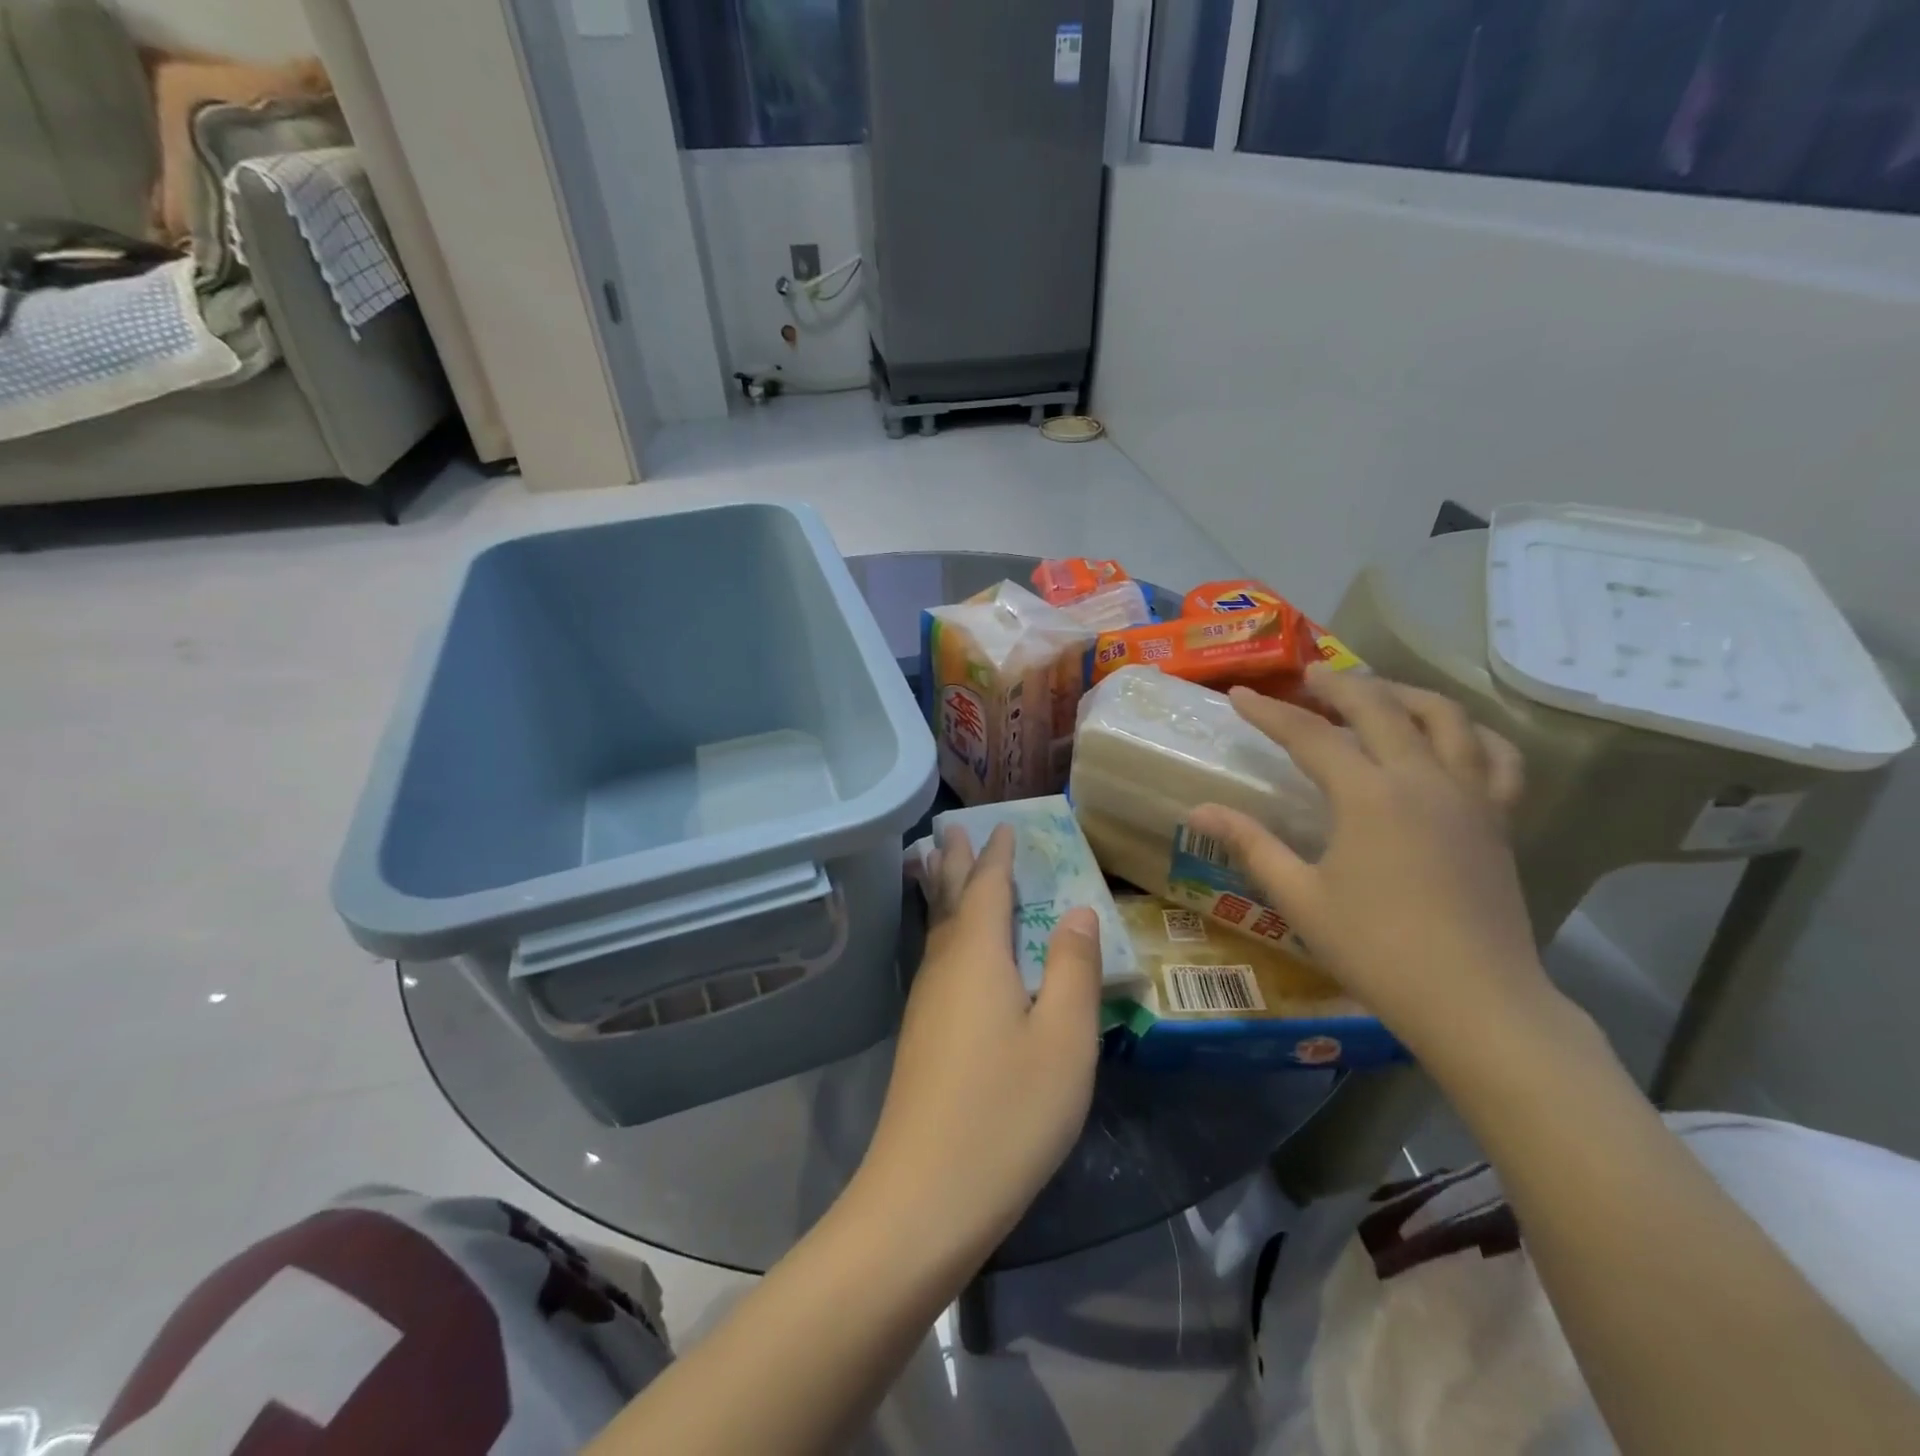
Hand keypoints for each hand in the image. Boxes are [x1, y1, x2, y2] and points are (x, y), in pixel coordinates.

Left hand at [857, 826, 1103, 1261]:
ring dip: (944, 894)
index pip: (987, 888)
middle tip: (952, 829)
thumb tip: (1079, 911)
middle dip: (955, 863)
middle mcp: (944, 968)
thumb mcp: (1064, 1040)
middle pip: (949, 900)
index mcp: (978, 956)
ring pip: (936, 931)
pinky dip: (945, 932)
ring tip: (941, 869)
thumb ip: (1074, 969)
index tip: (1000, 826)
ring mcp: (926, 1004)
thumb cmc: (1007, 1112)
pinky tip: (951, 950)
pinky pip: (936, 959)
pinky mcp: (921, 1037)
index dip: (996, 856)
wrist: (925, 1197)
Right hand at [1187, 669, 1548, 1060]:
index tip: (1238, 695)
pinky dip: (1471, 732)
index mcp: (1368, 795)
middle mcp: (1422, 778)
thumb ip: (1250, 844)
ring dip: (1403, 693)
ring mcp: (1469, 794)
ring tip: (1375, 691)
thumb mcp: (1299, 896)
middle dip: (1338, 685)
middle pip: (1379, 707)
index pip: (1309, 735)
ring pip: (1444, 716)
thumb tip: (1199, 809)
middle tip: (1308, 675)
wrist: (1475, 1001)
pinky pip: (1496, 756)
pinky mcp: (1499, 818)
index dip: (1268, 712)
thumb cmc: (1376, 950)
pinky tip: (1451, 735)